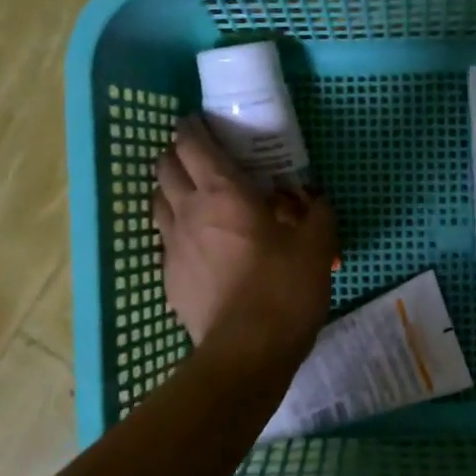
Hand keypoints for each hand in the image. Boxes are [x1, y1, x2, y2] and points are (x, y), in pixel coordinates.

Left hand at [152, 117, 336, 363]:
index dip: (193, 127)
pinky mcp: (169, 278)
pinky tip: (199, 246)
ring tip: (195, 198)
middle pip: (164, 166)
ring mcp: (172, 246)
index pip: (191, 142)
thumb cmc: (283, 289)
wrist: (247, 352)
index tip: (202, 124)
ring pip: (157, 201)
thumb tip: (315, 197)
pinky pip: (165, 241)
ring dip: (171, 191)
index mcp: (223, 192)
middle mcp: (188, 210)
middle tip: (202, 160)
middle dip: (177, 154)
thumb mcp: (317, 245)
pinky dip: (177, 231)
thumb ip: (317, 212)